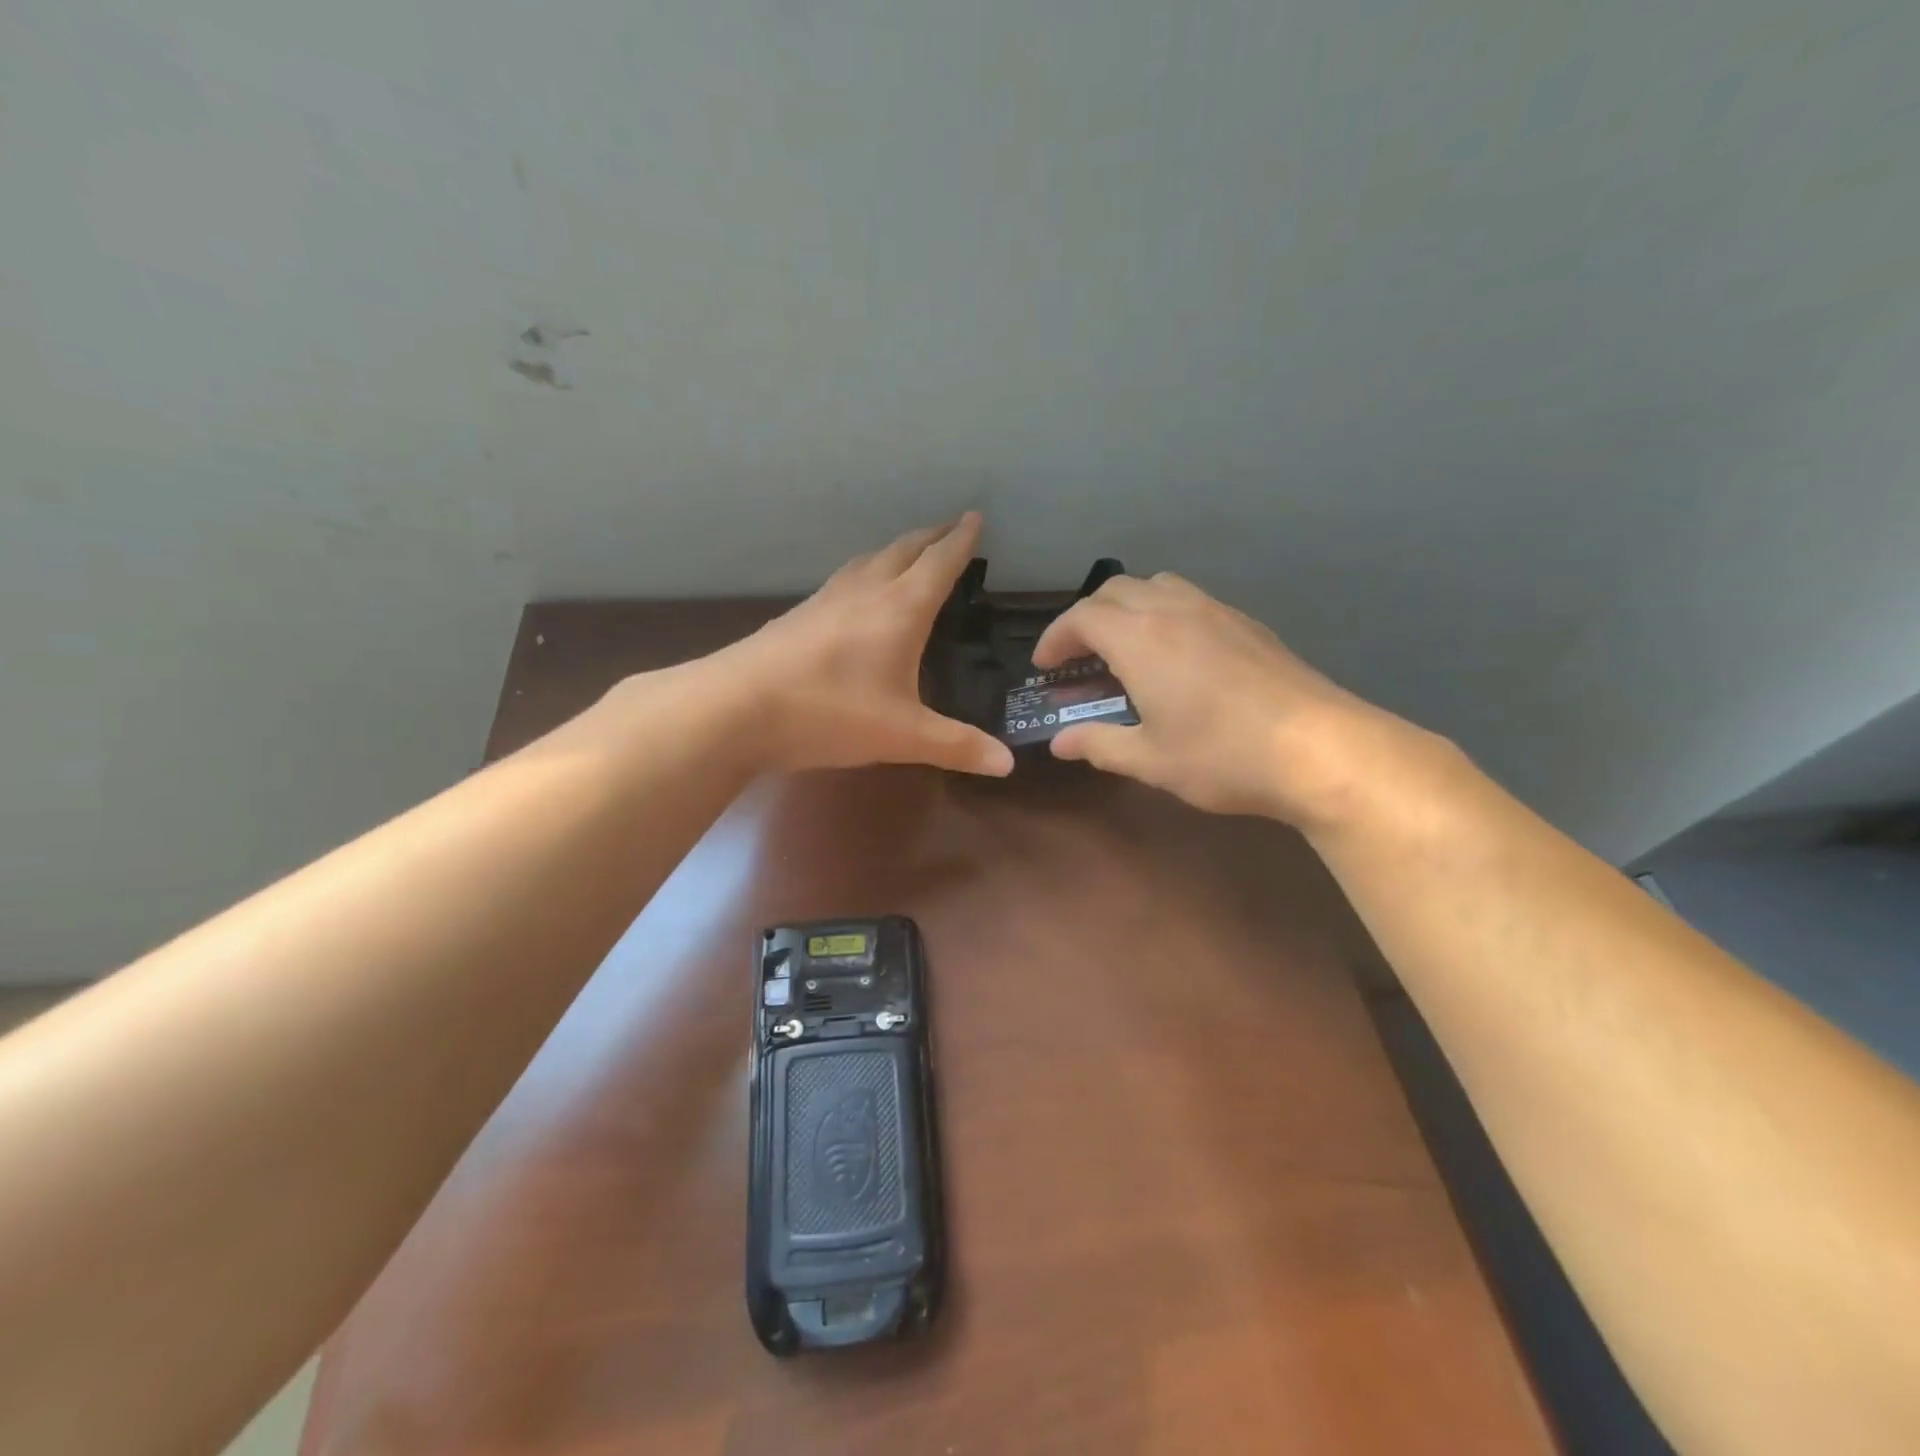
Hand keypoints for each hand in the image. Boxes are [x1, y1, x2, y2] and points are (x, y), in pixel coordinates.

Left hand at [709, 513, 1014, 777]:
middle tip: (950, 528)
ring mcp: (826, 600)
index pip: (939, 563)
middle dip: (931, 537)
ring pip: (868, 561)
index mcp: (900, 609)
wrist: (736, 708)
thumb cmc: (830, 713)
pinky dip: (864, 573)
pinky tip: (856, 594)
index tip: (976, 517)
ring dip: (895, 551)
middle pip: (904, 550)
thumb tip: (1008, 764)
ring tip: (908, 553)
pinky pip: (843, 580)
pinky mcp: (798, 617)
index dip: (961, 541)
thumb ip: (957, 746)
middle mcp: (865, 592)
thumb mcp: (903, 736)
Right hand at [1032, 572, 1423, 824]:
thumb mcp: (1150, 760)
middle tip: (1078, 657)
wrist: (1320, 748)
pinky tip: (1175, 656)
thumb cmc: (1222, 756)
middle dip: (1086, 617)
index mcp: (1140, 639)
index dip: (1055, 638)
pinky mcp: (1247, 623)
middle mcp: (1173, 610)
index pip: (1081, 618)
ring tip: (1123, 648)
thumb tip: (1060, 742)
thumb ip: (1098, 745)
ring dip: (1126, 608)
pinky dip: (1163, 613)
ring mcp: (1216, 610)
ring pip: (1156, 586)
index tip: (1045, 667)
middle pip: (1114, 591)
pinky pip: (1189, 599)